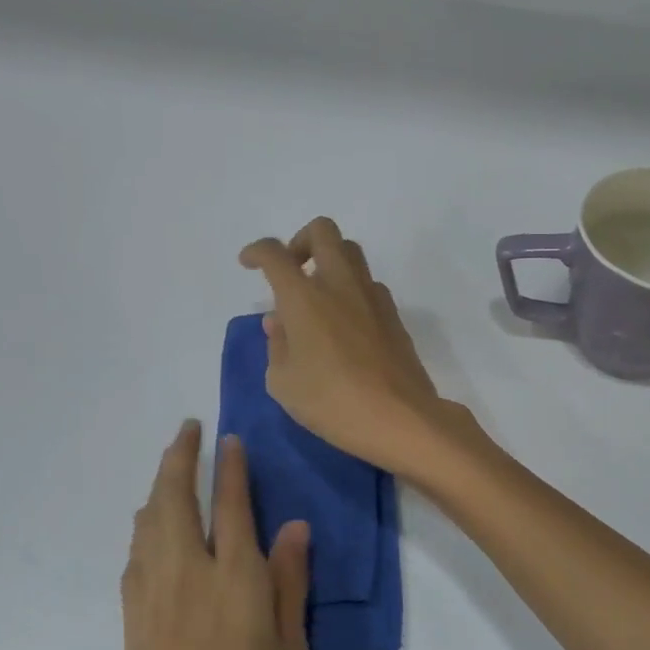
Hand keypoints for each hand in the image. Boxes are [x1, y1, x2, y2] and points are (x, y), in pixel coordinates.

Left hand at [106, 421, 309, 649]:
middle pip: (175, 501)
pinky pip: (136, 554)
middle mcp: (187, 576)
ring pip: (148, 523)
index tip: (229, 438)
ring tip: (168, 467)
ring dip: (157, 486)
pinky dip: (143, 526)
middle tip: (187, 430)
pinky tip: (149, 527)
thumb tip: (294, 527)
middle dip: (179, 459)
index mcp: (234, 581)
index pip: (231, 507)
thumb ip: (289, 583)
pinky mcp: (133, 621)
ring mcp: (152, 597)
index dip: (231, 469)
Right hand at [239, 216, 457, 475]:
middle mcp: (340, 285)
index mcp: (305, 297)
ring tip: (317, 299)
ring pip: (351, 253)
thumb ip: (277, 345)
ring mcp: (372, 297)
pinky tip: (344, 324)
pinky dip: (351, 290)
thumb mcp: (283, 383)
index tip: (249, 262)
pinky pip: (368, 284)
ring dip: (329, 262)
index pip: (275, 254)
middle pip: (323, 231)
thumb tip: (280, 322)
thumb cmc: (332, 402)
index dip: (257, 251)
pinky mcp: (394, 315)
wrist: (400, 417)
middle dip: (300, 241)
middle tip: (292, 271)